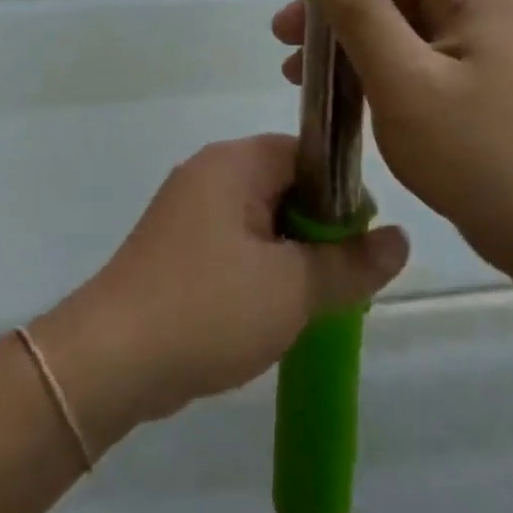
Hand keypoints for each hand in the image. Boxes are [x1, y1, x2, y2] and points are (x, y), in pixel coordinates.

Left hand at [31, 136, 408, 451]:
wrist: (111, 359)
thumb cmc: (208, 308)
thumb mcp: (293, 289)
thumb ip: (351, 263)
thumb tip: (401, 238)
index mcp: (234, 163)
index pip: (306, 154)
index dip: (343, 194)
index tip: (362, 245)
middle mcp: (207, 173)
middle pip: (284, 185)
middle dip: (318, 231)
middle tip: (342, 283)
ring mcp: (186, 210)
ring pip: (259, 220)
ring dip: (290, 256)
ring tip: (311, 304)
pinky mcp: (175, 247)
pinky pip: (233, 244)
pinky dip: (258, 270)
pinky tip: (270, 313)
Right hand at [273, 0, 512, 283]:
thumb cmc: (484, 157)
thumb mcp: (404, 79)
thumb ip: (359, 5)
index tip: (291, 0)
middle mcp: (485, 2)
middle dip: (336, 10)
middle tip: (286, 45)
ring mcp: (490, 43)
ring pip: (403, 22)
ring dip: (351, 41)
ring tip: (301, 75)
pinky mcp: (487, 80)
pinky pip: (420, 55)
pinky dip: (379, 67)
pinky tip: (348, 96)